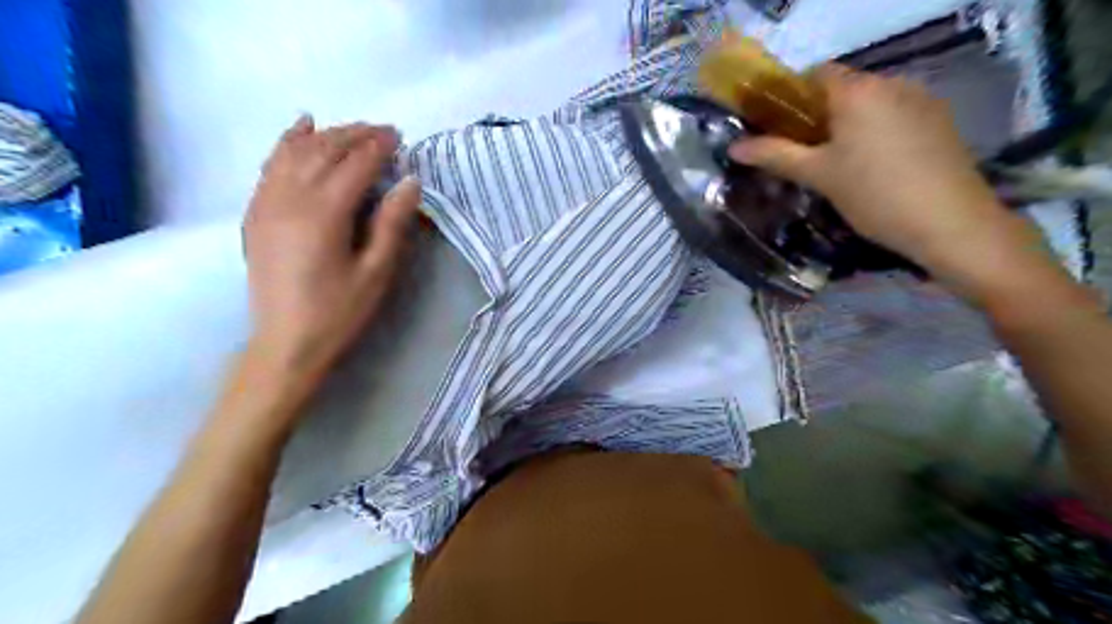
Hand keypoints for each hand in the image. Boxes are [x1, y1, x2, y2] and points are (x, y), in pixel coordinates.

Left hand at [244, 113, 422, 383]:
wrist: (285, 344)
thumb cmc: (339, 312)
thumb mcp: (376, 272)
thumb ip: (392, 224)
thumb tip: (409, 182)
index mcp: (324, 214)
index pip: (355, 165)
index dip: (378, 147)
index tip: (400, 136)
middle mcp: (290, 198)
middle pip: (324, 150)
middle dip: (354, 134)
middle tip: (382, 131)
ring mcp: (266, 203)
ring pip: (295, 152)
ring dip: (325, 135)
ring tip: (350, 129)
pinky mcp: (256, 213)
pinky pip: (270, 165)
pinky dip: (287, 142)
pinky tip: (299, 129)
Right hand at [732, 63, 1014, 274]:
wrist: (950, 222)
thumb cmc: (873, 194)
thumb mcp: (818, 175)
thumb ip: (774, 155)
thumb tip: (734, 147)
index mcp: (858, 90)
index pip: (816, 73)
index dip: (792, 97)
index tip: (778, 128)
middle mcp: (892, 83)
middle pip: (844, 88)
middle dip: (818, 115)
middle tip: (803, 154)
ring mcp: (922, 100)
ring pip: (870, 104)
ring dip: (848, 124)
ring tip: (838, 165)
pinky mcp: (940, 121)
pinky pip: (895, 115)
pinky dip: (875, 132)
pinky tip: (874, 167)